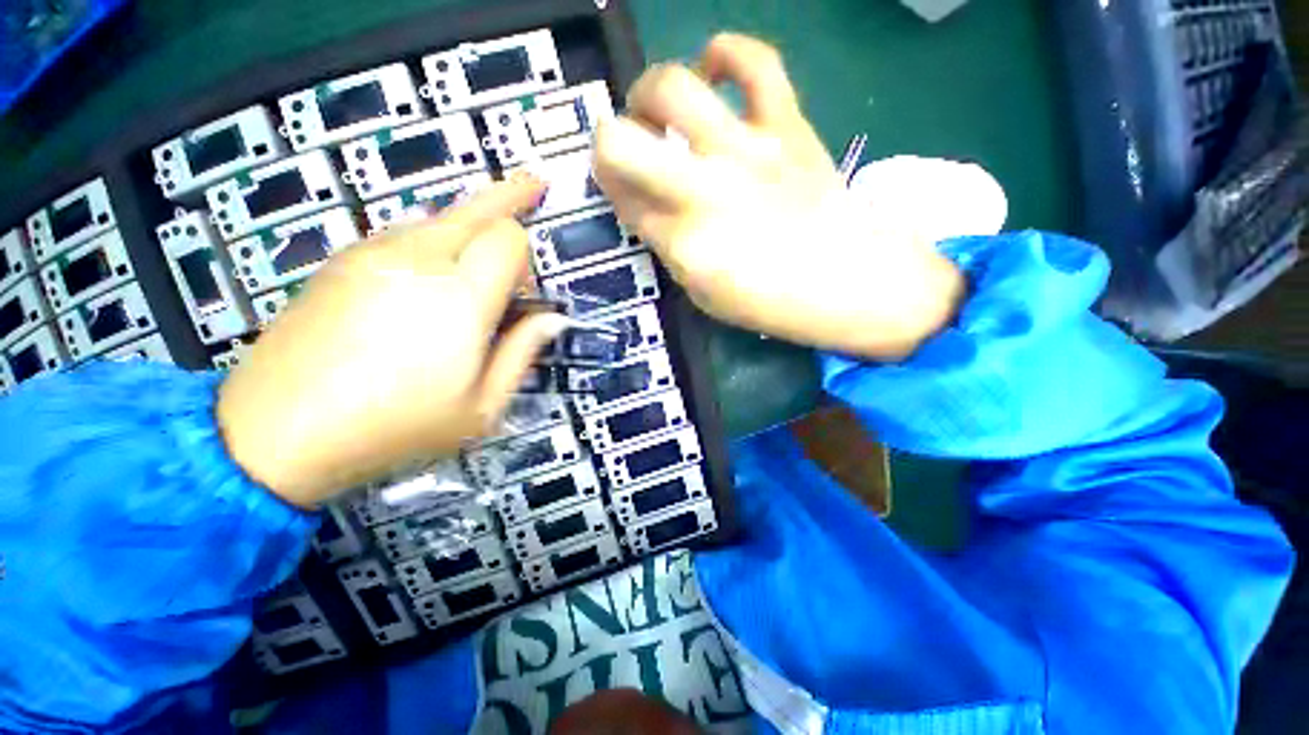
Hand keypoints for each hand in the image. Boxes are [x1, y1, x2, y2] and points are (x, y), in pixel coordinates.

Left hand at [217, 176, 564, 508]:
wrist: (275, 435)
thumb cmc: (395, 428)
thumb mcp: (481, 408)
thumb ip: (521, 354)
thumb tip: (552, 319)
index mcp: (460, 298)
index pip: (509, 239)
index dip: (526, 256)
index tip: (525, 289)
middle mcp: (417, 260)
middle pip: (475, 207)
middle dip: (511, 194)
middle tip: (535, 183)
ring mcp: (371, 255)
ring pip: (437, 215)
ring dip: (469, 222)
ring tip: (483, 240)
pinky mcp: (341, 262)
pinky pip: (402, 231)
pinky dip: (431, 236)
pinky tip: (429, 270)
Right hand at [593, 34, 964, 359]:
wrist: (848, 281)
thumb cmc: (770, 301)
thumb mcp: (703, 295)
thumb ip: (670, 250)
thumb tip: (650, 210)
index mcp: (682, 241)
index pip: (621, 200)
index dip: (612, 190)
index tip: (621, 190)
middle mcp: (701, 188)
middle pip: (620, 142)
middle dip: (608, 143)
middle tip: (629, 148)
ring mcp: (745, 149)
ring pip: (672, 87)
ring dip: (649, 93)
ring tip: (660, 107)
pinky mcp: (787, 124)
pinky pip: (755, 61)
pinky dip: (726, 52)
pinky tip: (714, 67)